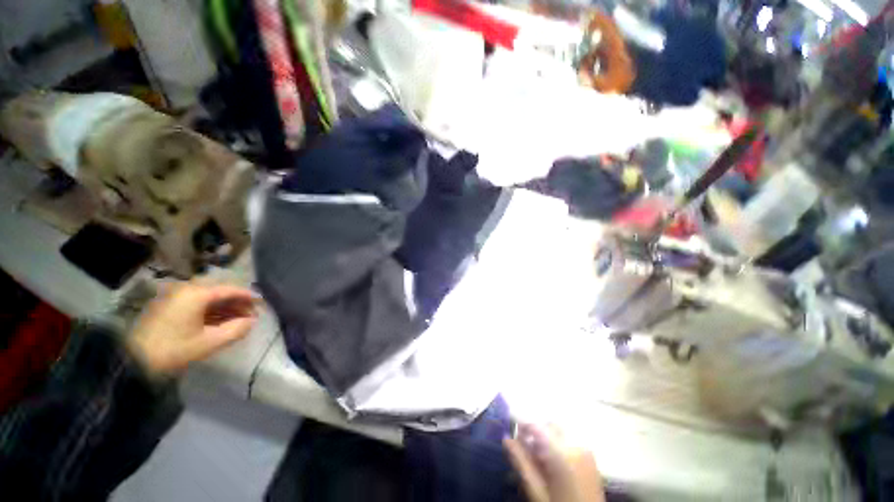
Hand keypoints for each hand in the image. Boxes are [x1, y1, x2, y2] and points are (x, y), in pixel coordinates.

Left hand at [127, 282, 257, 375]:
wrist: (133, 361)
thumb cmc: (174, 349)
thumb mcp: (209, 342)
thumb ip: (236, 329)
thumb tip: (252, 321)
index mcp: (196, 294)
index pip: (230, 290)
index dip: (248, 296)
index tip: (262, 304)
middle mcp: (186, 289)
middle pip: (219, 292)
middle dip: (237, 303)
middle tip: (250, 315)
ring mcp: (175, 297)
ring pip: (208, 298)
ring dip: (225, 307)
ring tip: (238, 320)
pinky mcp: (168, 306)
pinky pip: (197, 303)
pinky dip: (211, 311)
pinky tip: (220, 321)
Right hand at [504, 424, 604, 501]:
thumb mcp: (536, 490)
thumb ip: (521, 462)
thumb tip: (506, 438)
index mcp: (562, 453)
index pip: (537, 426)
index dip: (521, 425)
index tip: (511, 432)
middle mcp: (576, 445)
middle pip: (549, 425)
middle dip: (535, 432)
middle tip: (525, 450)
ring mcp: (586, 450)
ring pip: (559, 431)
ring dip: (546, 438)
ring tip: (539, 459)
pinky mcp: (590, 456)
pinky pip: (569, 440)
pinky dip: (557, 444)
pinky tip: (553, 463)